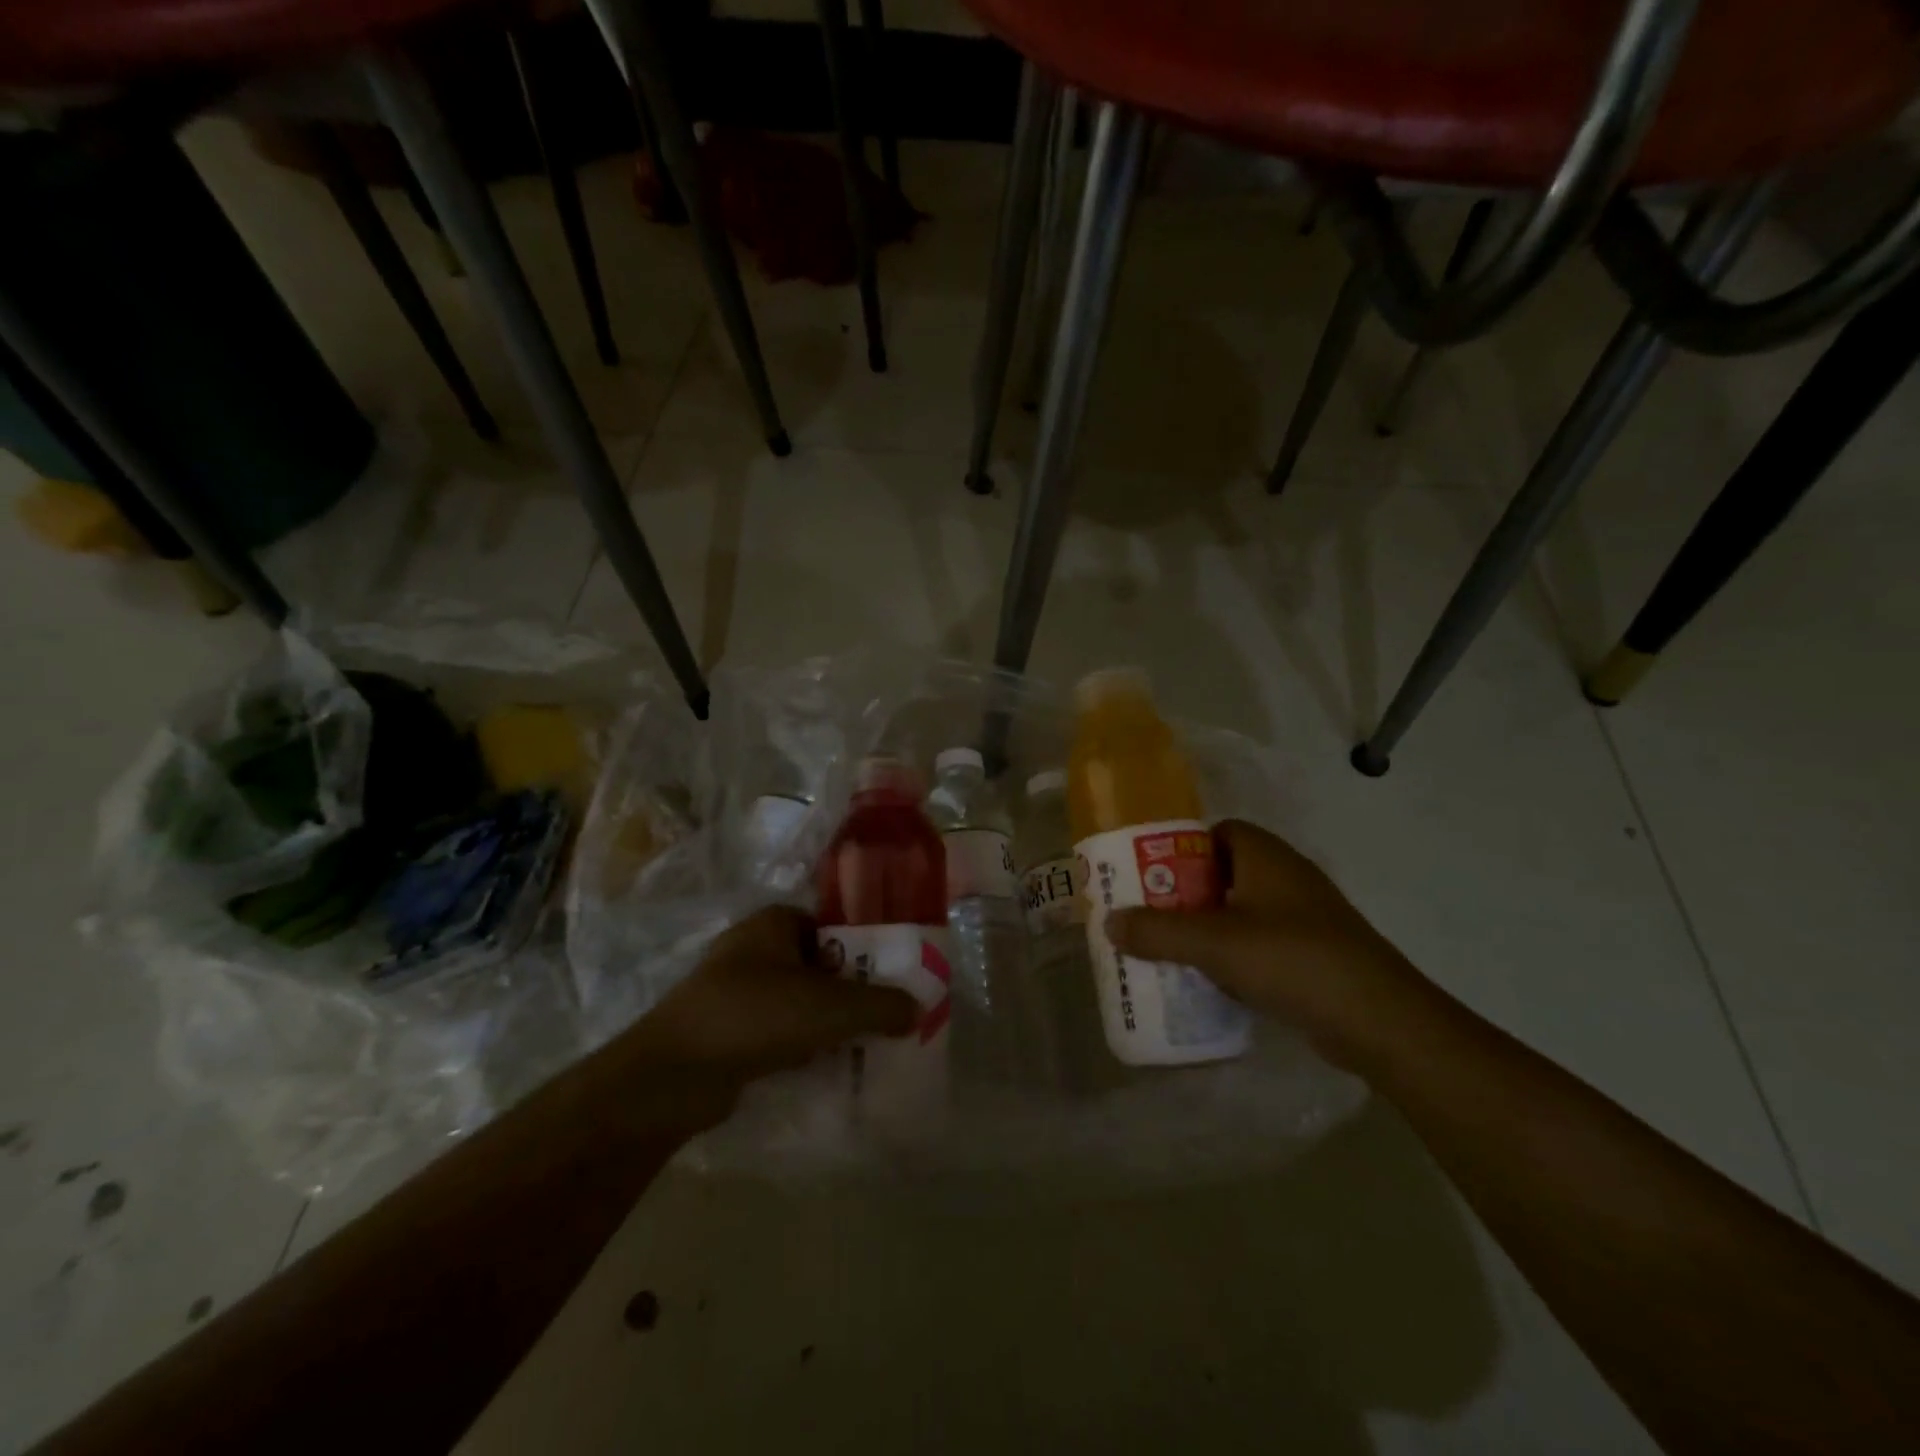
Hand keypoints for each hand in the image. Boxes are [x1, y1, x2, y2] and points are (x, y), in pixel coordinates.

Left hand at [628, 906, 920, 1087]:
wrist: (671, 1076)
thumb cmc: (756, 1016)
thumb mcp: (832, 1007)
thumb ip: (881, 1006)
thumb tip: (918, 1009)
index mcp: (774, 922)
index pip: (832, 925)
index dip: (864, 949)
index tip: (891, 978)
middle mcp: (752, 948)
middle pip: (817, 965)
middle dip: (848, 991)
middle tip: (883, 1017)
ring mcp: (732, 990)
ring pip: (797, 1001)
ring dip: (825, 1023)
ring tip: (861, 1046)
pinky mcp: (722, 1030)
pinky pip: (775, 1031)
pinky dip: (798, 1046)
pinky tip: (821, 1068)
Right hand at [1106, 820, 1421, 1070]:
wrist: (1379, 1020)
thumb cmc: (1292, 959)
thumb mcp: (1214, 942)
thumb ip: (1157, 931)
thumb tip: (1109, 922)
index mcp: (1265, 856)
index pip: (1217, 833)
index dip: (1181, 848)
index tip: (1149, 874)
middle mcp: (1286, 878)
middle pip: (1222, 874)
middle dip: (1185, 894)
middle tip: (1147, 916)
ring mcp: (1304, 918)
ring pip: (1240, 912)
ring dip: (1207, 929)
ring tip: (1167, 949)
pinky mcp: (1313, 955)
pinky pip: (1259, 945)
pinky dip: (1233, 957)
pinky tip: (1209, 981)